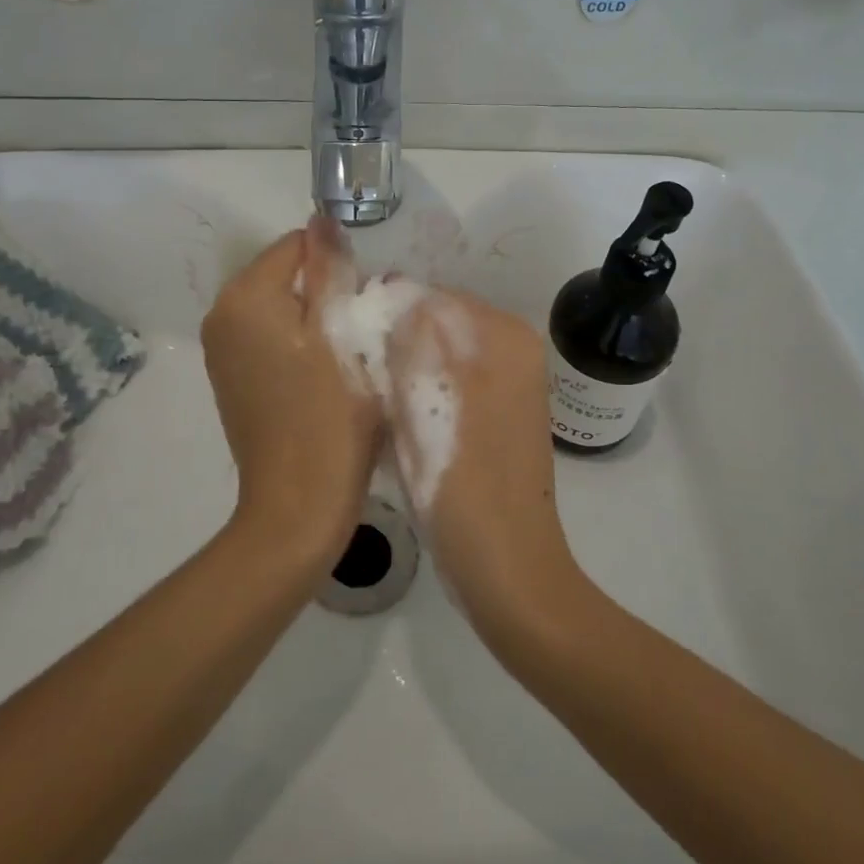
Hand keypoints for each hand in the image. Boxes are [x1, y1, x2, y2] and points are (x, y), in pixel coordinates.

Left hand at [201, 217, 382, 569]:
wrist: (297, 507)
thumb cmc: (328, 419)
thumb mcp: (341, 336)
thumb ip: (330, 271)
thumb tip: (322, 220)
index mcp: (244, 298)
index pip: (296, 245)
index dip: (336, 267)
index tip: (362, 305)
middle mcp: (221, 315)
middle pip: (285, 275)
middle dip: (325, 292)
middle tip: (359, 334)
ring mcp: (221, 350)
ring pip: (280, 307)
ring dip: (315, 320)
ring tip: (345, 358)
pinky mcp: (231, 378)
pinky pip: (269, 337)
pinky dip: (298, 344)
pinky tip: (322, 378)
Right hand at [386, 290, 583, 639]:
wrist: (507, 570)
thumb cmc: (464, 488)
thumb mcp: (425, 405)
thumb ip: (409, 340)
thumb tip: (392, 293)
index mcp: (504, 336)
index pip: (430, 296)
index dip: (384, 316)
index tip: (351, 351)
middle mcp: (512, 349)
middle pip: (434, 324)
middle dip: (394, 344)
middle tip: (359, 382)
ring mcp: (506, 383)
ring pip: (435, 355)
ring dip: (402, 371)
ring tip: (374, 406)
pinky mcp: (494, 413)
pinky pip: (446, 382)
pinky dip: (419, 393)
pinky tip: (397, 425)